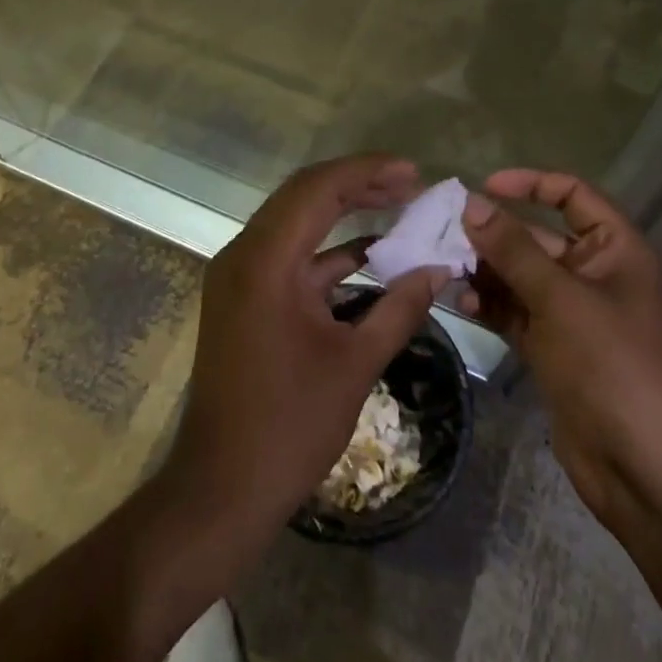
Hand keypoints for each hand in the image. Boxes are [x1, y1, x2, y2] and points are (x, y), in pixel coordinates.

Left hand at [163, 154, 448, 541]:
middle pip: (303, 196)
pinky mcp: (244, 298)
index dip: (367, 171)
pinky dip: (328, 251)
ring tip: (397, 206)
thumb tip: (440, 270)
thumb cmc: (289, 427)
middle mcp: (244, 255)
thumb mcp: (355, 364)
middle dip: (358, 184)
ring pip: (296, 222)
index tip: (413, 172)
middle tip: (409, 183)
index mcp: (264, 262)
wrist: (221, 490)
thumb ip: (400, 309)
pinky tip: (371, 255)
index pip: (317, 189)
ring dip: (344, 213)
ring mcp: (239, 276)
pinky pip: (289, 256)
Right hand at [460, 169, 661, 528]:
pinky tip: (461, 302)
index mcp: (615, 250)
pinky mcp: (553, 348)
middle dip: (495, 233)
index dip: (531, 183)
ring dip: (486, 269)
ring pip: (521, 276)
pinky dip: (490, 304)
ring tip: (445, 267)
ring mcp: (571, 314)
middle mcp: (593, 274)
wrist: (645, 469)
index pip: (573, 195)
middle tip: (445, 231)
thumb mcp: (561, 299)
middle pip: (538, 237)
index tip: (484, 188)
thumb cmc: (613, 366)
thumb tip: (471, 203)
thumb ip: (513, 249)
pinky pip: (515, 311)